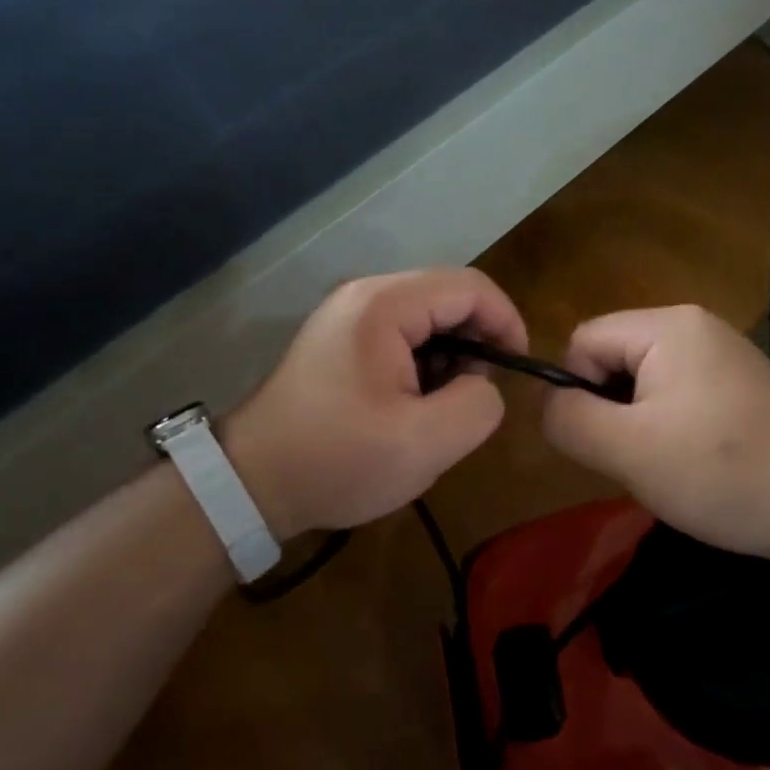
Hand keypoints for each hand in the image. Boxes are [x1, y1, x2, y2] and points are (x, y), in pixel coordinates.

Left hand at [217, 269, 527, 539]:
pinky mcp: (340, 339)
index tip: (518, 368)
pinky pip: (401, 335)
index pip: (470, 287)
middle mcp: (365, 295)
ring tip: (442, 407)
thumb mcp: (423, 444)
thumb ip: (478, 405)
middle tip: (475, 396)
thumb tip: (483, 385)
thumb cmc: (337, 460)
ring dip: (450, 356)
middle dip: (477, 342)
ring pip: (427, 318)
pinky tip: (413, 405)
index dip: (506, 321)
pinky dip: (423, 363)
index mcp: (384, 305)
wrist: (251, 482)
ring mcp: (348, 315)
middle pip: (447, 297)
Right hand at [541, 305, 769, 561]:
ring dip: (639, 424)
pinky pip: (678, 394)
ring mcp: (722, 353)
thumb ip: (569, 419)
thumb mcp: (628, 450)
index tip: (607, 442)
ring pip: (643, 381)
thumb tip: (545, 401)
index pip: (584, 341)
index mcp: (667, 325)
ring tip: (669, 465)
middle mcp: (694, 325)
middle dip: (611, 410)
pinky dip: (672, 427)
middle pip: (613, 357)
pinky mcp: (740, 384)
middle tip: (639, 459)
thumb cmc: (723, 472)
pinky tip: (697, 463)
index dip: (578, 392)